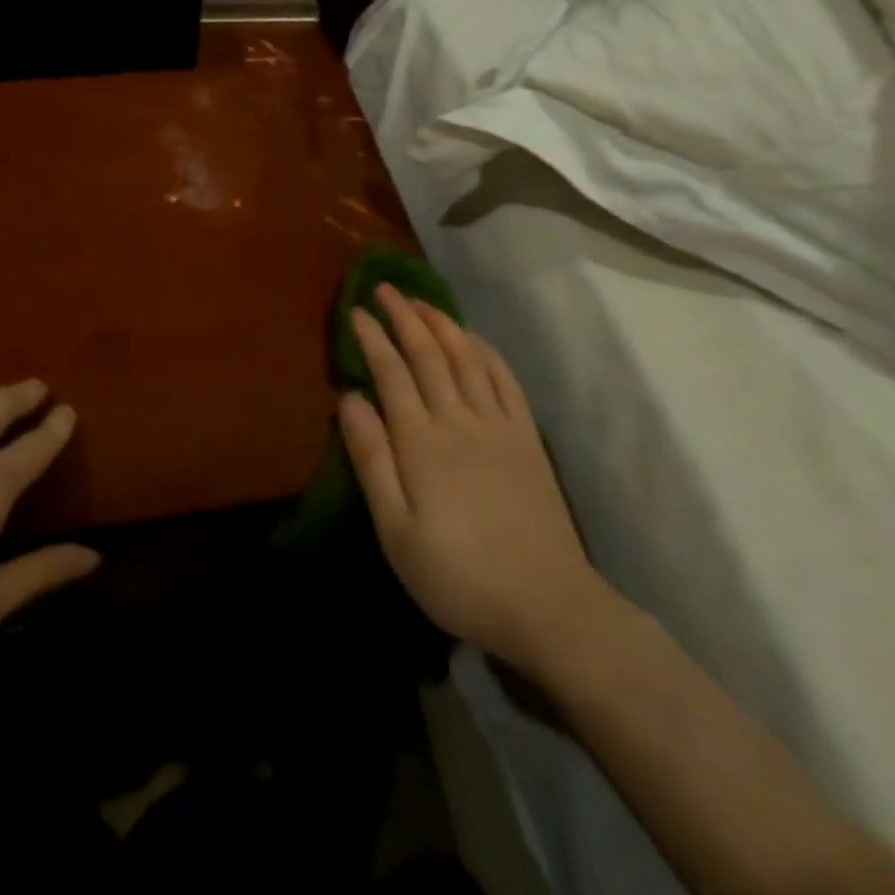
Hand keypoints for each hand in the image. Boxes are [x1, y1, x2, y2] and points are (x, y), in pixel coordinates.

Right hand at [337, 287, 607, 676]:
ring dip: (443, 324)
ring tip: (423, 302)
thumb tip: (348, 398)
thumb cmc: (456, 575)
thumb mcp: (396, 530)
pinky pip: (505, 381)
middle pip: (428, 354)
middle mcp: (458, 419)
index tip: (356, 311)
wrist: (546, 605)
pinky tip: (475, 340)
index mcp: (421, 441)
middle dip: (404, 317)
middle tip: (385, 289)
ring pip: (466, 358)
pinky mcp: (526, 439)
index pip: (391, 373)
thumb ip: (371, 459)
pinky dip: (486, 353)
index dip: (372, 338)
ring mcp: (498, 426)